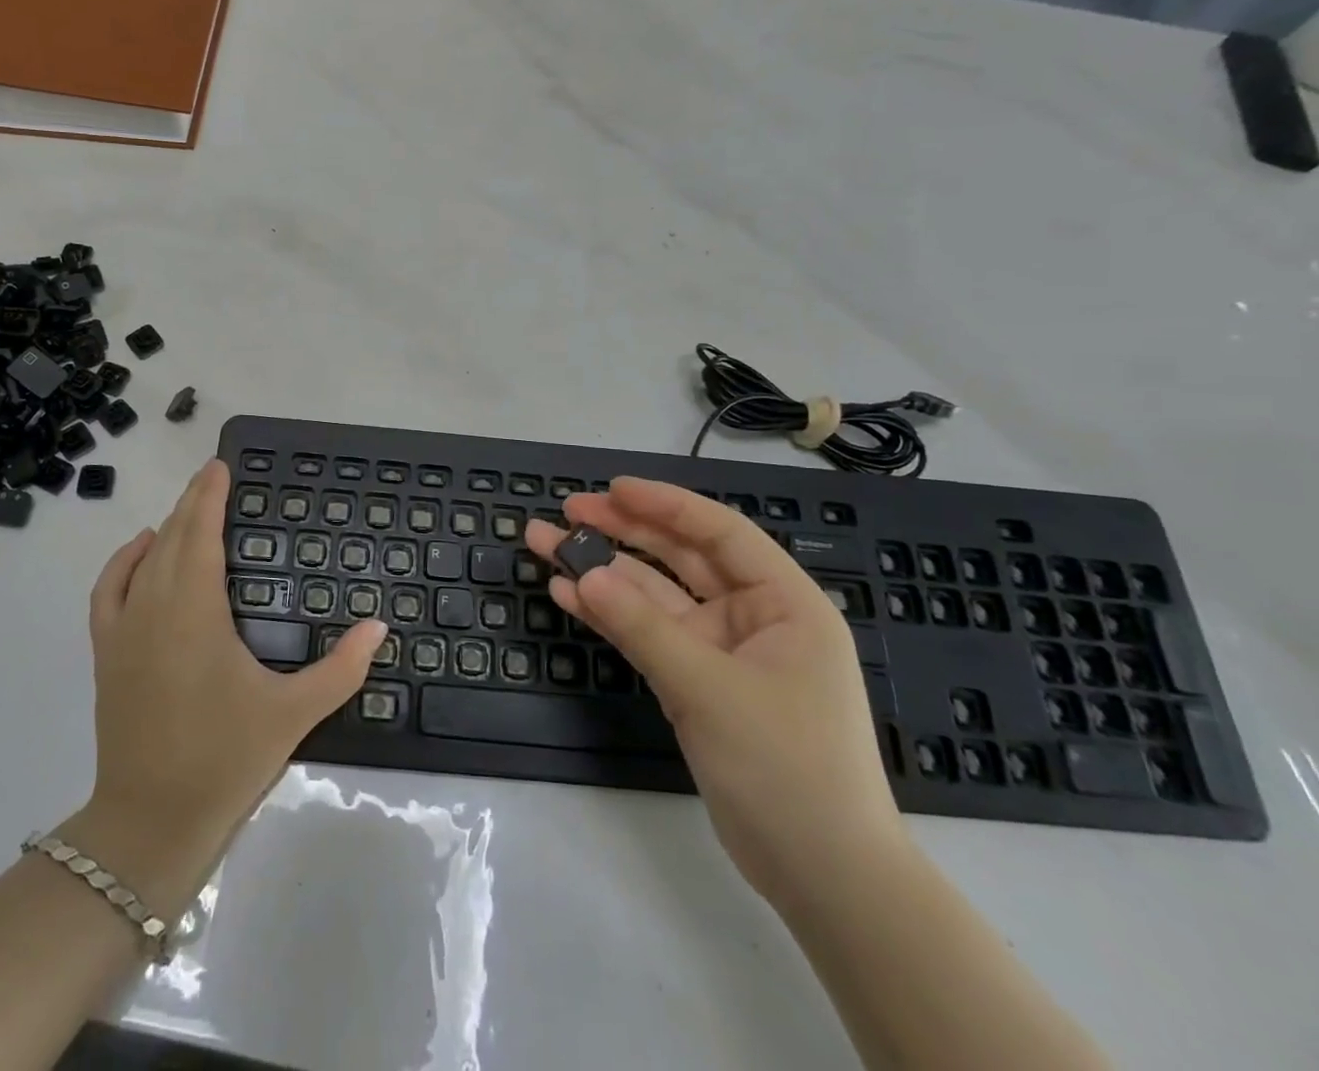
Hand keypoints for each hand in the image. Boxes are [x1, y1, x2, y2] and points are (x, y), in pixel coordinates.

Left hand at [79, 460, 385, 875]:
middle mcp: (153, 607)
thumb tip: (380, 625)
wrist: (150, 823)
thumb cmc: (225, 759)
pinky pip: (109, 589)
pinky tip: (143, 549)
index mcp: (195, 612)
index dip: (209, 496)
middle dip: (193, 503)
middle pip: (172, 537)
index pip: (200, 534)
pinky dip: (124, 561)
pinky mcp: (107, 653)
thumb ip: (342, 668)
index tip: (220, 466)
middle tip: (215, 478)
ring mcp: (123, 630)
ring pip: (144, 559)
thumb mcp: (293, 714)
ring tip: (191, 510)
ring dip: (167, 528)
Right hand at [526, 479, 905, 906]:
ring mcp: (721, 651)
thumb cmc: (787, 767)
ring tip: (544, 545)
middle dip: (621, 532)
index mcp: (783, 603)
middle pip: (679, 557)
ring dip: (602, 572)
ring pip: (653, 596)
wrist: (823, 878)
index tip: (609, 489)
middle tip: (565, 512)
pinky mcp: (696, 683)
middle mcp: (752, 617)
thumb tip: (582, 575)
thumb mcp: (711, 690)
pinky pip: (647, 635)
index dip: (663, 504)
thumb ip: (643, 628)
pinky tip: (567, 595)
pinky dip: (609, 616)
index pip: (718, 532)